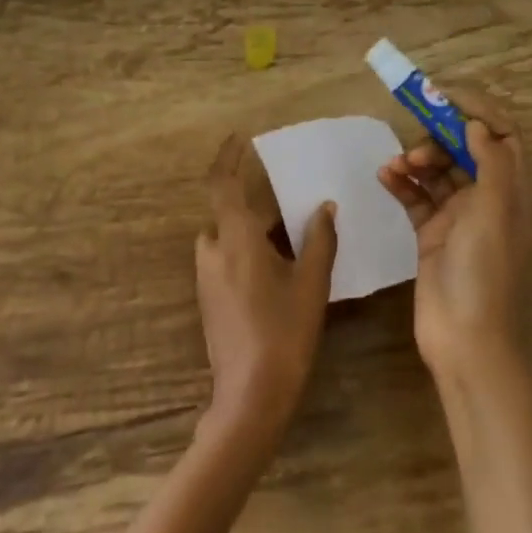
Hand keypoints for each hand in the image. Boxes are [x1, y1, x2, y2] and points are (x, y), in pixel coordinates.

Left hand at [195, 136, 338, 446]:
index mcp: (234, 238)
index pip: (221, 184)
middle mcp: (212, 250)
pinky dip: (248, 254)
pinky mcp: (208, 298)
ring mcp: (206, 276)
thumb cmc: (284, 331)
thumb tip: (325, 207)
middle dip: (260, 209)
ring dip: (255, 233)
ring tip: (294, 245)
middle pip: (231, 214)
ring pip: (229, 238)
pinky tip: (279, 275)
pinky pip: (227, 259)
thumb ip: (319, 240)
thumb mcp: (310, 283)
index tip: (239, 139)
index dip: (227, 158)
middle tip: (295, 211)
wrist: (250, 393)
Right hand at [377, 88, 531, 376]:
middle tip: (416, 147)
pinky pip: (415, 196)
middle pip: (464, 150)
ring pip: (436, 172)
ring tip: (397, 165)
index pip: (501, 135)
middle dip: (439, 139)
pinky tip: (385, 176)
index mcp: (510, 191)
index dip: (477, 111)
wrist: (462, 336)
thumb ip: (489, 162)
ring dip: (416, 160)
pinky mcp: (431, 233)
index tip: (443, 96)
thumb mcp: (493, 211)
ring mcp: (457, 217)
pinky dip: (401, 183)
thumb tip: (477, 124)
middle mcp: (486, 198)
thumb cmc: (482, 271)